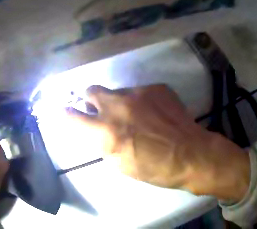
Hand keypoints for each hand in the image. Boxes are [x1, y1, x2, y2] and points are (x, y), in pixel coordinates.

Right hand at [66, 84, 249, 201]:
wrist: (191, 153)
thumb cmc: (155, 168)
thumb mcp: (120, 164)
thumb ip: (103, 144)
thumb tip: (96, 131)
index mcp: (106, 131)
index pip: (72, 116)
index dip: (65, 113)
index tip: (65, 111)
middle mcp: (118, 106)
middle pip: (91, 90)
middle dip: (91, 99)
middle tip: (102, 110)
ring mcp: (138, 93)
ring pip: (118, 91)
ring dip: (120, 102)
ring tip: (137, 116)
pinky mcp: (156, 87)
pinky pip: (141, 91)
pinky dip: (141, 101)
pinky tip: (156, 114)